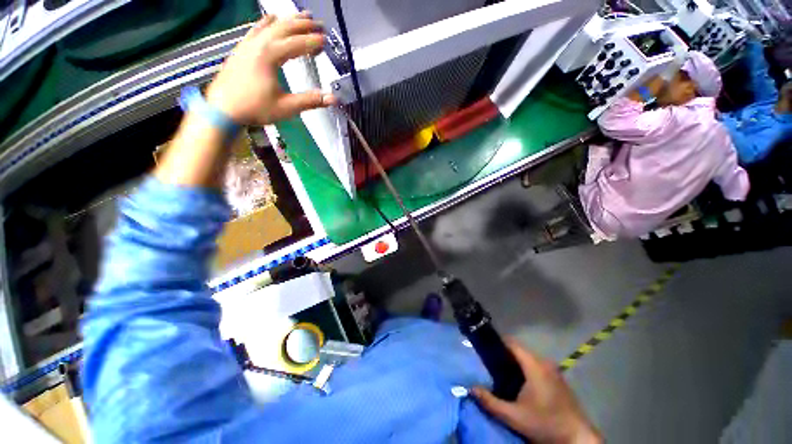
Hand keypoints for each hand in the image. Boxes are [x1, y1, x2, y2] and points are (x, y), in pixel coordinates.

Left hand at [205, 12, 336, 124]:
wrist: (222, 109)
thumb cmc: (254, 108)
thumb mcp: (286, 107)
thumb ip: (310, 101)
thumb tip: (332, 98)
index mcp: (270, 55)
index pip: (297, 44)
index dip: (313, 42)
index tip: (326, 40)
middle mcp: (259, 44)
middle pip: (285, 28)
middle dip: (304, 25)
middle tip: (318, 24)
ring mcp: (248, 44)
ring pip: (271, 25)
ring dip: (288, 20)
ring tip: (302, 16)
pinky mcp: (242, 48)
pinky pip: (256, 29)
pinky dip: (267, 22)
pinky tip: (272, 18)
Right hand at [472, 340, 601, 443]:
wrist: (577, 438)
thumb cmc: (546, 424)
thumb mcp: (515, 417)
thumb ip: (491, 402)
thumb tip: (471, 388)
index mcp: (534, 365)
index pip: (512, 343)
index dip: (497, 342)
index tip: (483, 347)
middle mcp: (544, 362)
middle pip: (519, 350)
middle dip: (503, 354)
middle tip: (488, 363)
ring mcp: (553, 370)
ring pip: (527, 358)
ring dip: (514, 362)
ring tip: (499, 372)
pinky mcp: (557, 378)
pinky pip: (535, 365)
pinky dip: (524, 369)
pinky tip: (518, 383)